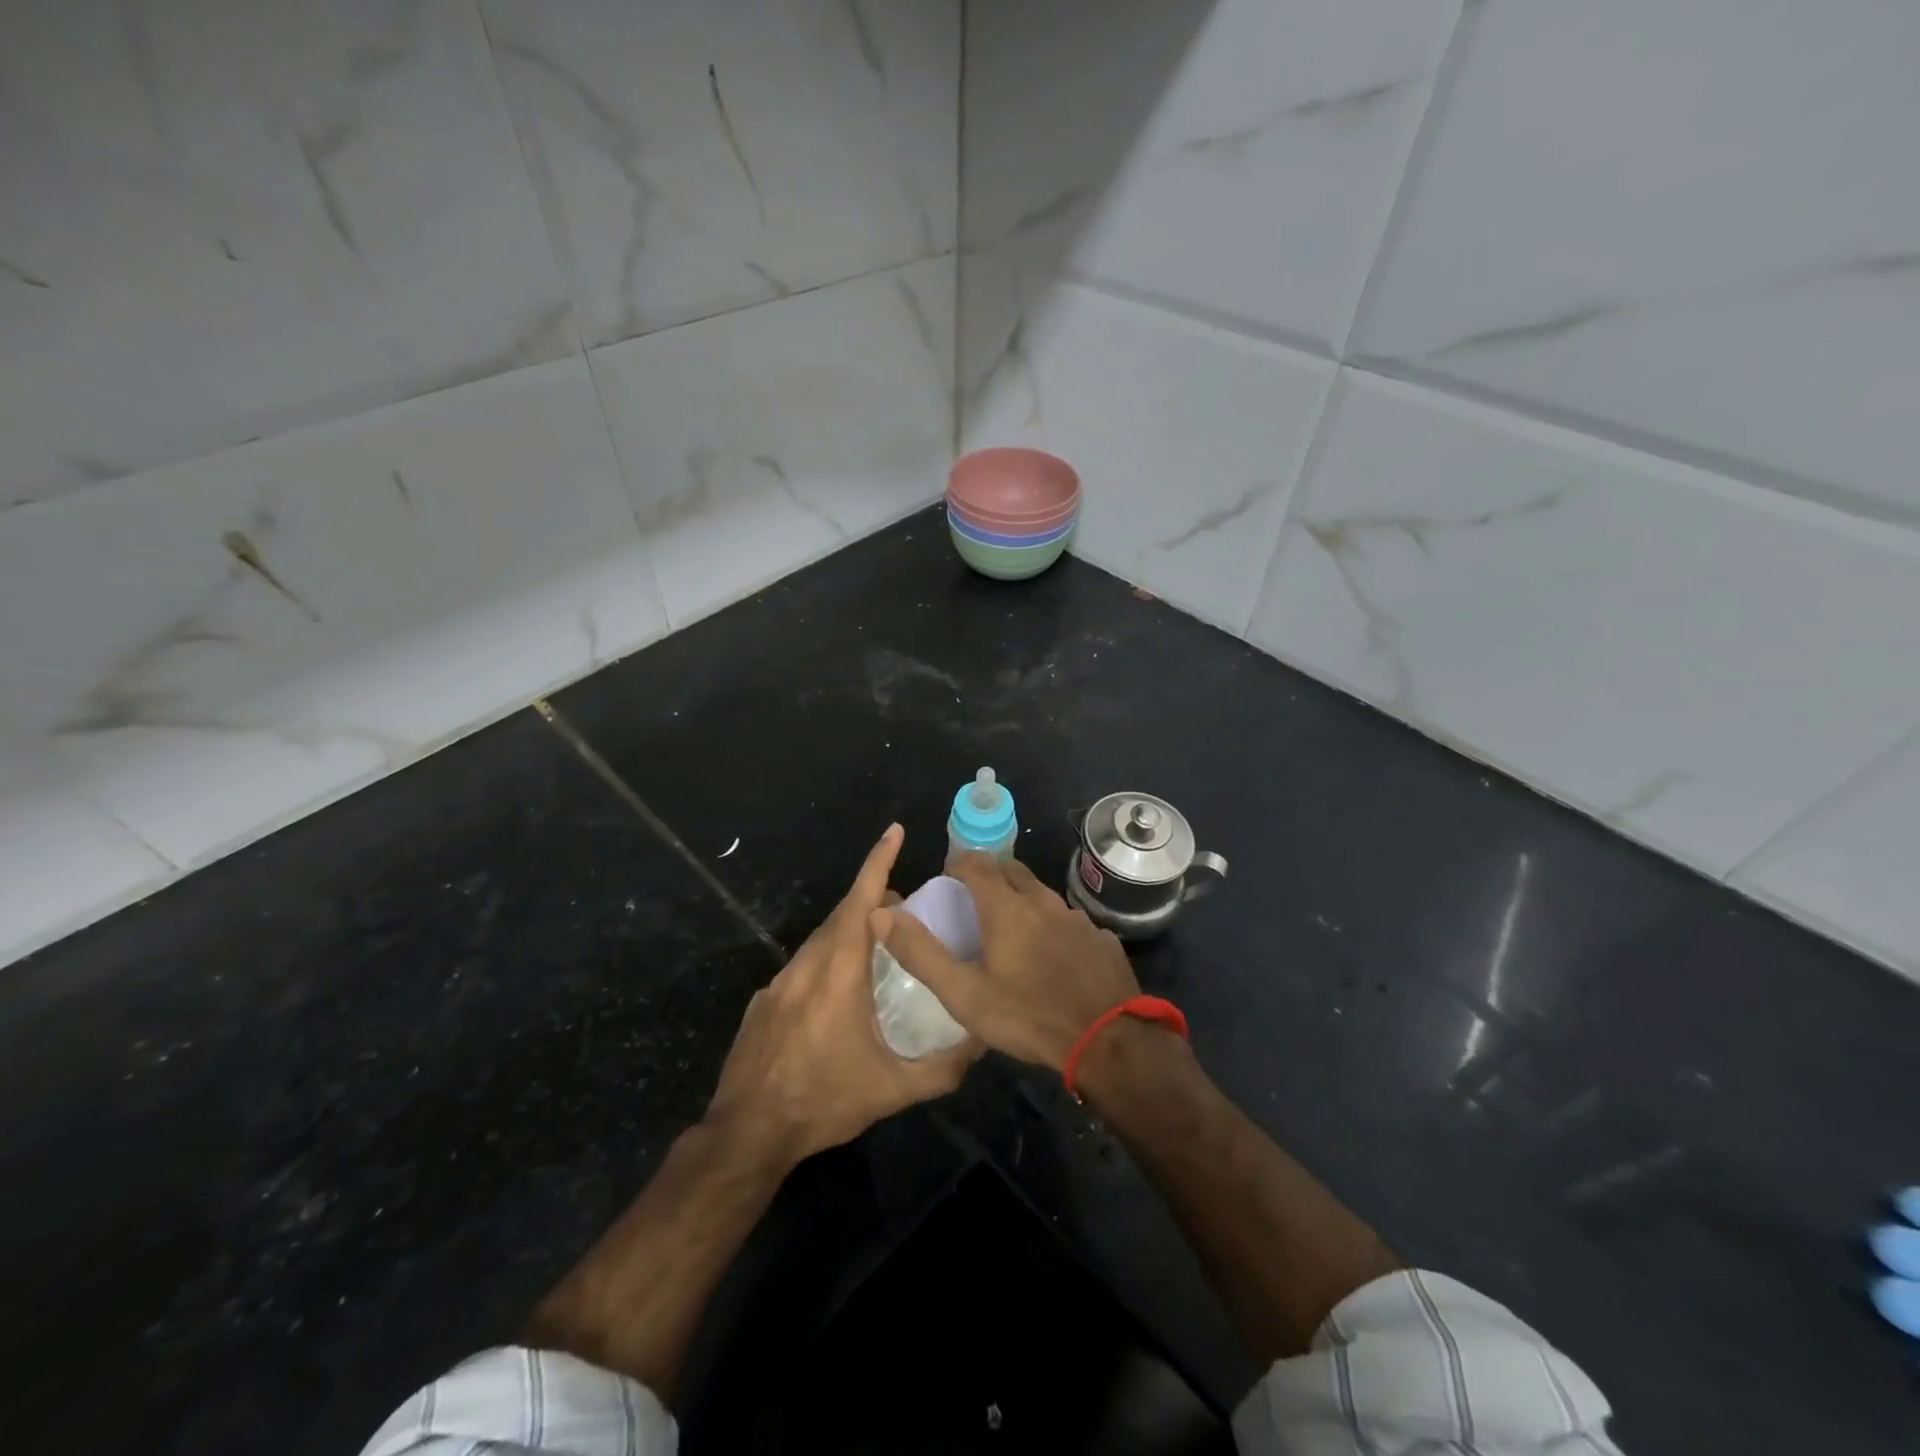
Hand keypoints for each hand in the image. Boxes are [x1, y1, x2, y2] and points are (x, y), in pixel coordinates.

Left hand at [705, 824, 978, 1167]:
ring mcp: (778, 982)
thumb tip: (981, 1042)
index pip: (861, 901)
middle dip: (874, 902)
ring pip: (820, 941)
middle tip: (906, 912)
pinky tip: (838, 997)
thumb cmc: (823, 1102)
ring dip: (850, 933)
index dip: (878, 862)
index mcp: (838, 972)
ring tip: (879, 951)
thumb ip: (943, 1067)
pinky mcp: (763, 1002)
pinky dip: (827, 961)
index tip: (894, 832)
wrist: (747, 1134)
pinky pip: (802, 966)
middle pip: (843, 916)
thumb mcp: (892, 1090)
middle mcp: (806, 965)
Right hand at [870, 853, 1138, 1071]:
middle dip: (991, 873)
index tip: (948, 875)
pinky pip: (1068, 919)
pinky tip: (1051, 953)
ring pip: (1042, 894)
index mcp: (1007, 908)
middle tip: (974, 895)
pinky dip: (1051, 923)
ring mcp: (1076, 918)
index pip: (978, 864)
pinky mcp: (1100, 938)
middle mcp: (1043, 902)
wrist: (1108, 1041)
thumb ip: (922, 954)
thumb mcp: (965, 994)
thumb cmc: (1029, 1016)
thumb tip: (882, 915)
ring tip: (1010, 924)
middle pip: (1012, 870)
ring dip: (1022, 897)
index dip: (960, 863)